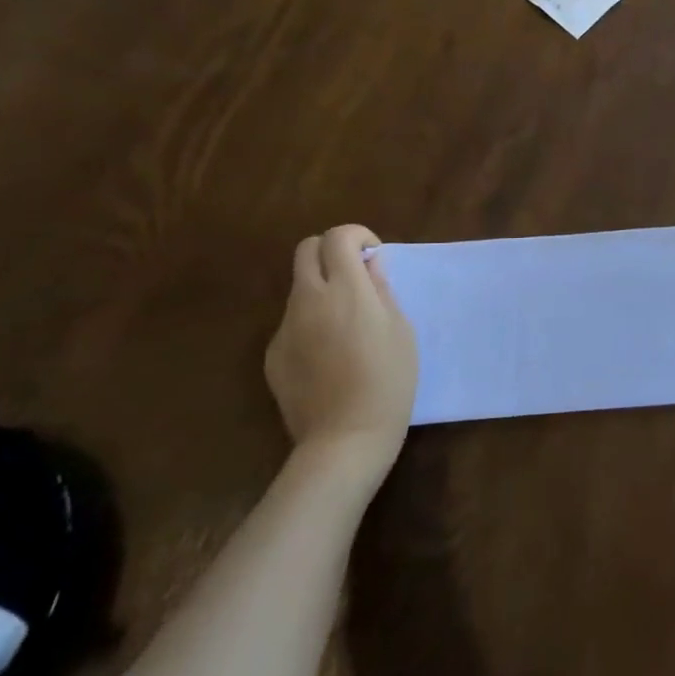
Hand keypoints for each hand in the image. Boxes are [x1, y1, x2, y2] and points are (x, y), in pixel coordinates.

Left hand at [266, 225, 417, 470]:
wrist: (345, 439)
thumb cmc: (389, 382)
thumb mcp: (401, 331)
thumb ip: (382, 291)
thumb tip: (370, 265)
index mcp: (346, 290)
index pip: (338, 237)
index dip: (357, 236)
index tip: (373, 256)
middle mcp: (309, 300)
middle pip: (306, 250)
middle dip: (331, 251)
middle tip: (355, 276)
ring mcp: (285, 327)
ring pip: (299, 287)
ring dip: (321, 288)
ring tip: (346, 325)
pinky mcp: (273, 354)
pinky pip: (292, 322)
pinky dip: (310, 323)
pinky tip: (329, 357)